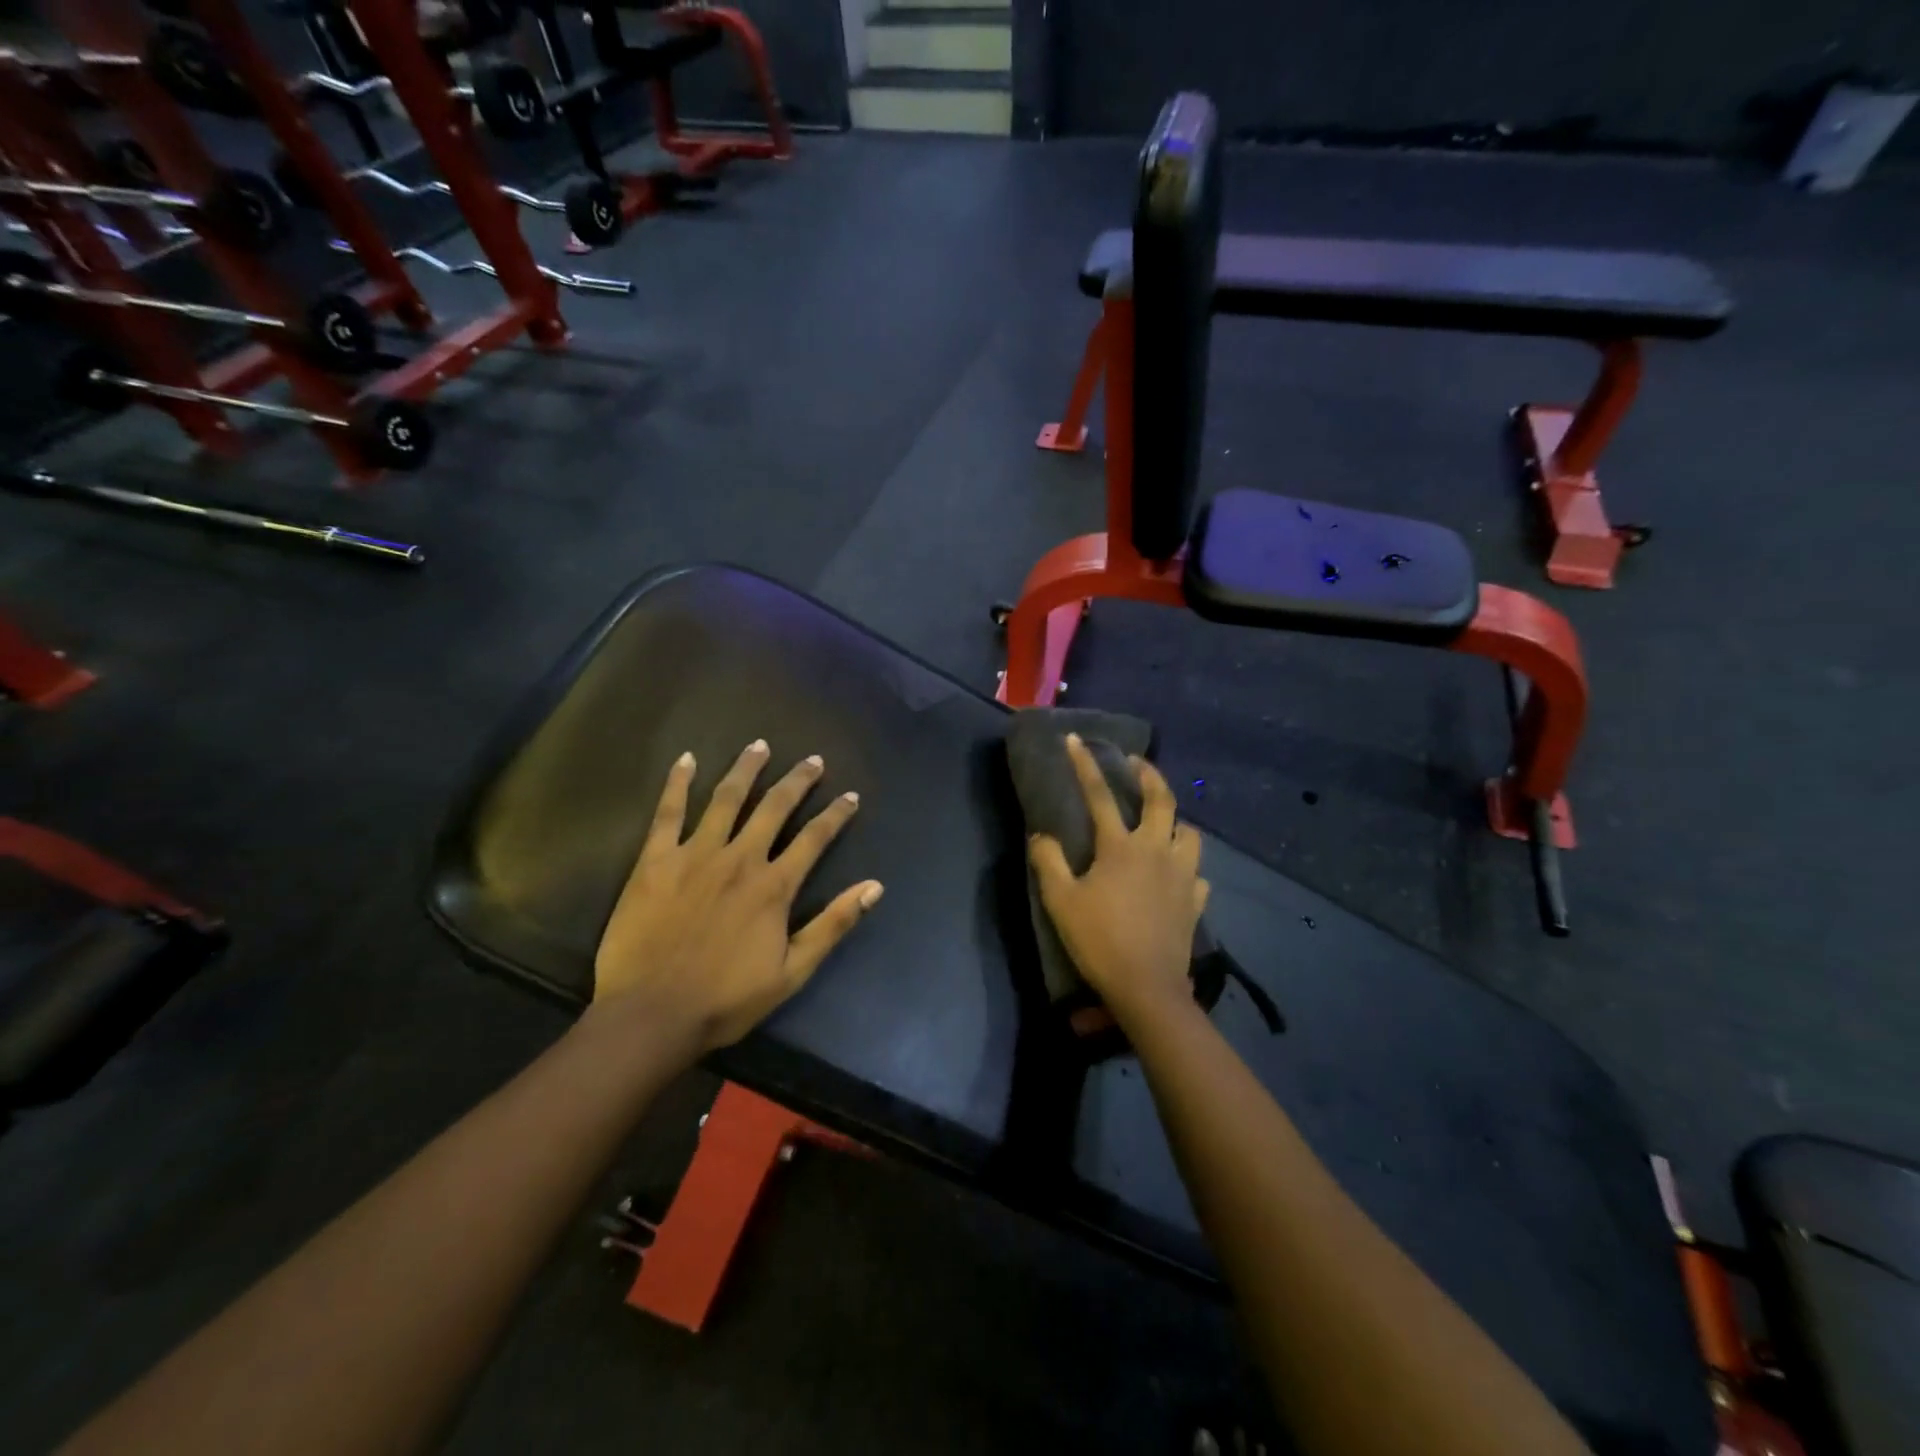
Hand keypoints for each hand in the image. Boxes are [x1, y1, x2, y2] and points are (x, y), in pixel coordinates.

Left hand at [592, 740, 883, 1053]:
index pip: (814, 838)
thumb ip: (833, 925)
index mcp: (774, 886)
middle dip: (798, 781)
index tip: (850, 796)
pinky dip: (678, 783)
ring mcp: (696, 854)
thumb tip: (875, 886)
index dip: (836, 815)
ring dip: (747, 769)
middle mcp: (740, 859)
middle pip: (775, 808)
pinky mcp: (656, 860)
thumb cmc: (726, 999)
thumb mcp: (792, 971)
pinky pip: (668, 812)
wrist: (651, 1014)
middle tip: (813, 760)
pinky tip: (686, 760)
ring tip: (760, 746)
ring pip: (727, 798)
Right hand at [1028, 733, 1207, 1025]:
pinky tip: (1178, 875)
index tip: (1076, 739)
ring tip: (1163, 822)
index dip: (1085, 765)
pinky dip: (1187, 866)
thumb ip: (1049, 862)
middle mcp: (1157, 851)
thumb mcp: (1061, 901)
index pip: (1100, 795)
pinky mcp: (1195, 902)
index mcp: (1122, 847)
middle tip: (1136, 763)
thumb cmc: (1099, 940)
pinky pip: (1197, 874)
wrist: (1147, 987)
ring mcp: (1182, 876)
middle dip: (1149, 774)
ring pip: (1190, 833)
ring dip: (1176, 821)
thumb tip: (1041, 835)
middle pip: (1162, 800)